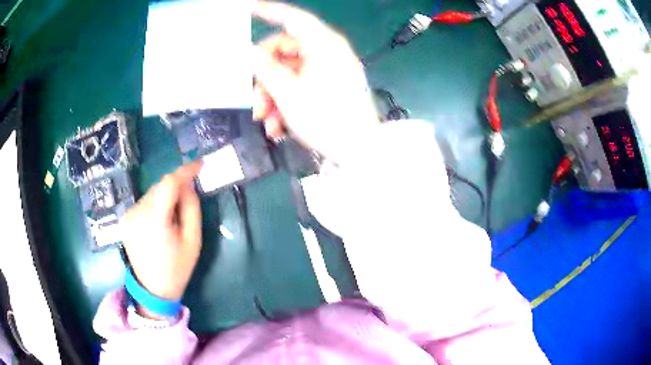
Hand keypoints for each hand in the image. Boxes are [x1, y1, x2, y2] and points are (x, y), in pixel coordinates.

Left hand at [120, 162, 202, 307]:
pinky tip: (159, 222)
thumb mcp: (193, 241)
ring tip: (172, 216)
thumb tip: (188, 185)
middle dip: (176, 187)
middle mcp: (137, 212)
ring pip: (152, 193)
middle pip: (160, 187)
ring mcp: (128, 215)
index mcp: (155, 220)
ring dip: (165, 197)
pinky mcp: (124, 219)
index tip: (199, 165)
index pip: (169, 183)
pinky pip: (144, 202)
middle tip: (188, 200)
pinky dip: (155, 205)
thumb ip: (192, 208)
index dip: (184, 171)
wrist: (153, 290)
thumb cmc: (177, 268)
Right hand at [253, 1, 377, 162]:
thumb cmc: (326, 120)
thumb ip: (267, 69)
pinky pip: (303, 85)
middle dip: (265, 77)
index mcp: (324, 45)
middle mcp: (329, 52)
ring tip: (267, 121)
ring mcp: (332, 70)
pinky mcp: (333, 86)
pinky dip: (288, 101)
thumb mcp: (289, 94)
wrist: (361, 152)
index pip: (293, 18)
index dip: (269, 11)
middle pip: (286, 51)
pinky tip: (279, 125)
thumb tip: (254, 53)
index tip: (249, 7)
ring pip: (291, 72)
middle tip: (255, 103)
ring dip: (274, 96)